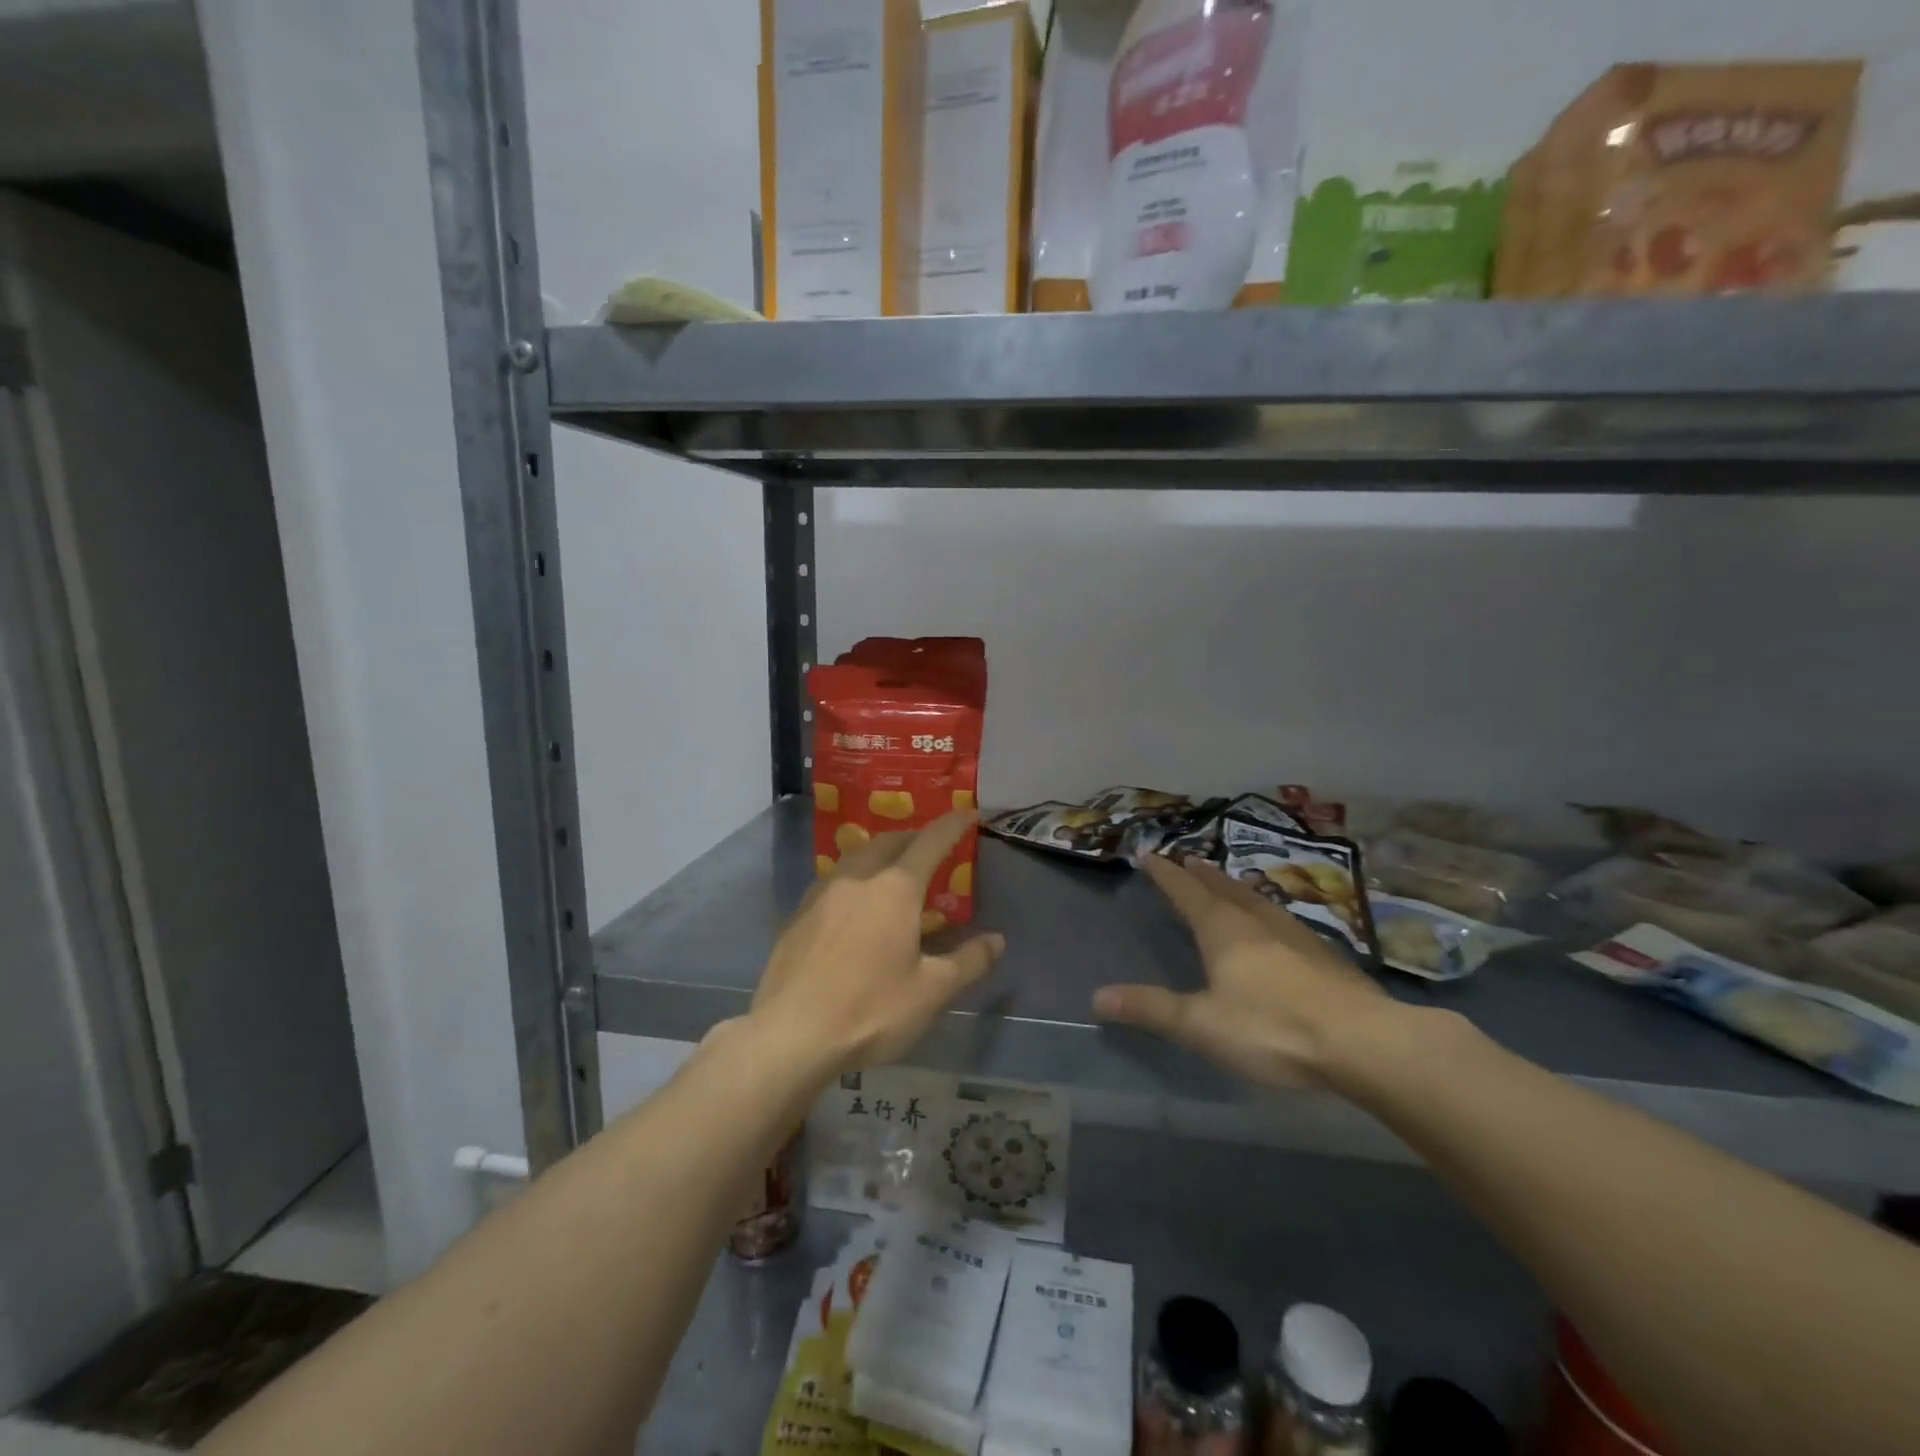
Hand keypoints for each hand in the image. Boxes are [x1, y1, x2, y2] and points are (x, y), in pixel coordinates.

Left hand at [752, 810, 1003, 1074]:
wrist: (791, 1034)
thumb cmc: (870, 1010)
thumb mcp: (931, 992)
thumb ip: (969, 961)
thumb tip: (997, 940)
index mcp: (894, 889)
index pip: (930, 842)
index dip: (952, 825)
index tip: (968, 813)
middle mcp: (857, 878)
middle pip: (890, 842)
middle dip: (914, 837)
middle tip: (931, 848)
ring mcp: (822, 893)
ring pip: (857, 856)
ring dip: (881, 853)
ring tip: (894, 871)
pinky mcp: (798, 914)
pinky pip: (834, 879)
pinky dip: (855, 877)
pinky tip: (855, 903)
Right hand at [1093, 855, 1390, 1088]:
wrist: (1364, 1042)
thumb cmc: (1272, 1027)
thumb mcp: (1201, 1024)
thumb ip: (1151, 1008)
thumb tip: (1097, 996)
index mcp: (1223, 930)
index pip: (1186, 892)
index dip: (1165, 874)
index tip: (1149, 855)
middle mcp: (1257, 922)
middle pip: (1223, 888)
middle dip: (1201, 875)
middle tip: (1187, 859)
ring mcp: (1295, 936)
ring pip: (1257, 900)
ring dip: (1235, 887)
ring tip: (1226, 881)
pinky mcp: (1323, 956)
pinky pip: (1282, 919)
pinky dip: (1265, 910)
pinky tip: (1276, 924)